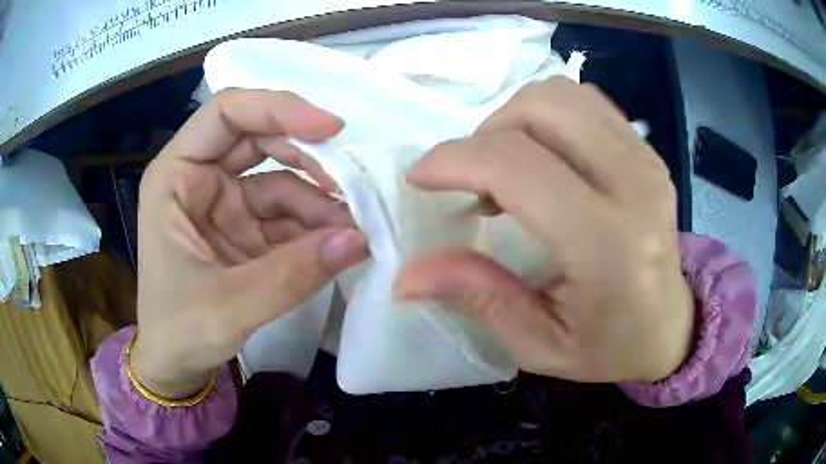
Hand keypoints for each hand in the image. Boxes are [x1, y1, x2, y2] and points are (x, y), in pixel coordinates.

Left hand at [132, 89, 368, 397]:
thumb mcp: (228, 308)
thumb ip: (291, 275)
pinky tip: (340, 241)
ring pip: (280, 178)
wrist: (176, 364)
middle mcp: (199, 179)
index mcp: (175, 177)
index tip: (330, 130)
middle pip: (259, 138)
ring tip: (355, 226)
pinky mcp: (245, 229)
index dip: (278, 109)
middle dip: (308, 156)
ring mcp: (225, 203)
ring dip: (319, 199)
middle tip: (353, 183)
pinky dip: (316, 226)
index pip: (226, 113)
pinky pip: (287, 215)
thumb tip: (359, 240)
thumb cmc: (179, 331)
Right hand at [395, 77, 693, 383]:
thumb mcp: (540, 344)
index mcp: (609, 244)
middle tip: (473, 180)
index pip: (517, 166)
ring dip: (515, 120)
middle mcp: (634, 185)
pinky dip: (548, 117)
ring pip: (560, 95)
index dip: (453, 161)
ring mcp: (646, 160)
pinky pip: (585, 103)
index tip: (419, 177)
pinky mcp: (648, 151)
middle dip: (484, 135)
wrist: (672, 328)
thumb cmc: (609, 348)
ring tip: (508, 168)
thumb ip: (479, 297)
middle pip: (539, 109)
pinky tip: (544, 157)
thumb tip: (406, 274)